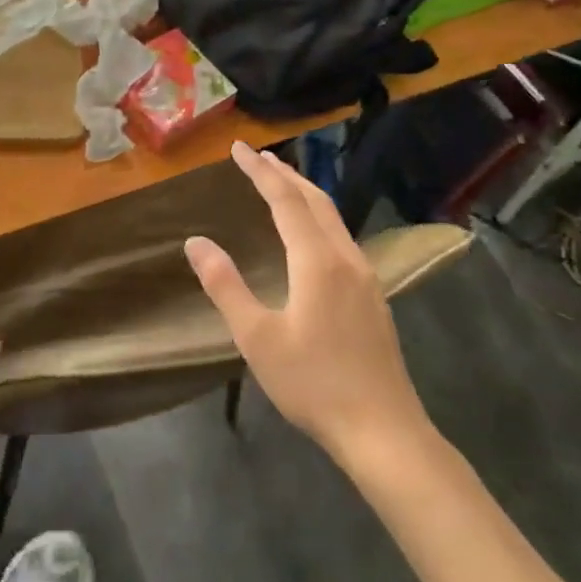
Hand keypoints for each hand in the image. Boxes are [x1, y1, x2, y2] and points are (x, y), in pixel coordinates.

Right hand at [186, 143, 432, 468]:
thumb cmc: (314, 384)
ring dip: (304, 193)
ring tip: (281, 183)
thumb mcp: (257, 338)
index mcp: (317, 261)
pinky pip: (342, 237)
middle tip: (258, 157)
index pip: (284, 199)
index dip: (260, 171)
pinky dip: (319, 217)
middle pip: (315, 200)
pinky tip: (312, 234)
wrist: (385, 433)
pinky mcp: (373, 297)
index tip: (238, 148)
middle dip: (285, 174)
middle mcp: (345, 258)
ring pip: (333, 218)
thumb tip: (195, 242)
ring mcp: (365, 277)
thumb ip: (225, 285)